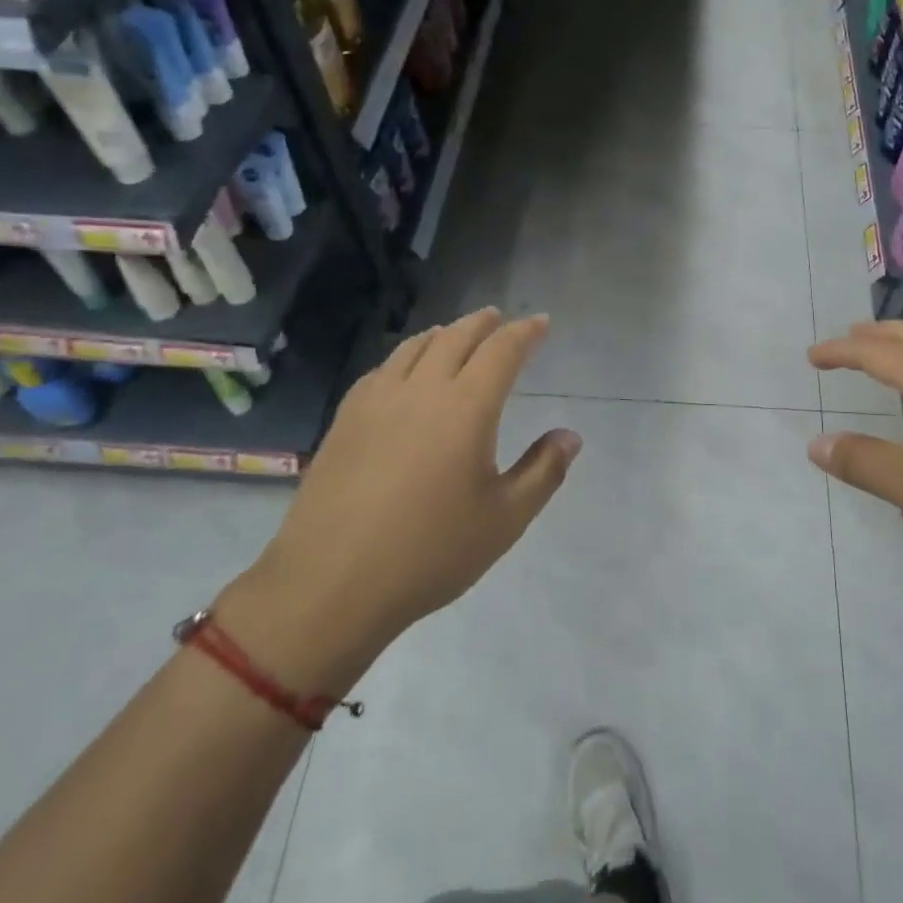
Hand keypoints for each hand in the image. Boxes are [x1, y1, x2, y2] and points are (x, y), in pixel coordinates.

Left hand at [225, 310, 579, 691]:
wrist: (332, 583)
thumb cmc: (431, 553)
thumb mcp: (505, 519)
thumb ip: (543, 471)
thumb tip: (570, 436)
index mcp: (466, 407)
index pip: (502, 351)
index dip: (525, 332)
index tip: (541, 322)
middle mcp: (422, 390)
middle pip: (456, 338)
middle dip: (483, 323)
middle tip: (500, 319)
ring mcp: (377, 401)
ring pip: (415, 347)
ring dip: (443, 333)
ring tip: (456, 334)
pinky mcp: (345, 419)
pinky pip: (382, 369)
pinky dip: (406, 356)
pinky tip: (404, 371)